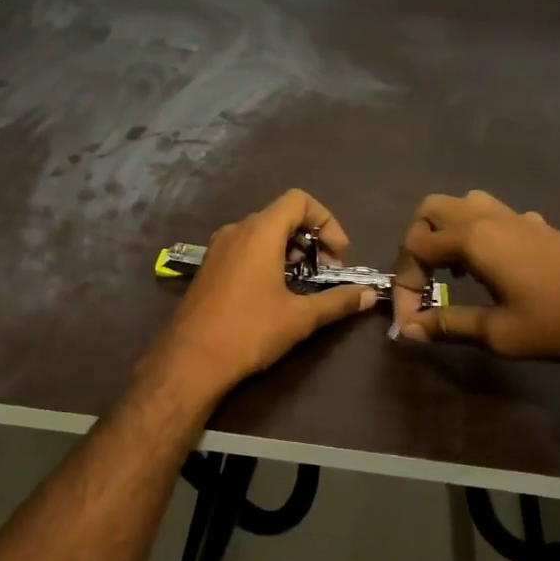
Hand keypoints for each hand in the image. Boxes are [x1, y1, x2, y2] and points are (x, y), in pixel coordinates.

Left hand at [143, 189, 377, 399]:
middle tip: (326, 272)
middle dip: (310, 239)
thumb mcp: (300, 317)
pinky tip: (274, 293)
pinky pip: (244, 248)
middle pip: (281, 216)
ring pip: (261, 233)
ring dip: (289, 250)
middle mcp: (236, 230)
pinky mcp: (208, 267)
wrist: (190, 360)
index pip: (299, 200)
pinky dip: (266, 258)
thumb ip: (337, 301)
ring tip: (303, 284)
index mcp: (259, 232)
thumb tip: (369, 295)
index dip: (326, 221)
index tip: (338, 255)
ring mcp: (218, 248)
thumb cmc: (249, 331)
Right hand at [389, 191, 559, 359]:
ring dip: (446, 233)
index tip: (410, 322)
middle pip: (431, 210)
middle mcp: (486, 218)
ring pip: (463, 204)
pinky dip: (477, 234)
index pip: (414, 248)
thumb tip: (408, 330)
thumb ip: (449, 326)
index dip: (403, 285)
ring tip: (452, 272)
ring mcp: (515, 218)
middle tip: (423, 282)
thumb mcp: (501, 333)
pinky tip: (492, 268)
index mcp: (472, 239)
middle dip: (416, 244)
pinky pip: (493, 215)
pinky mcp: (538, 226)